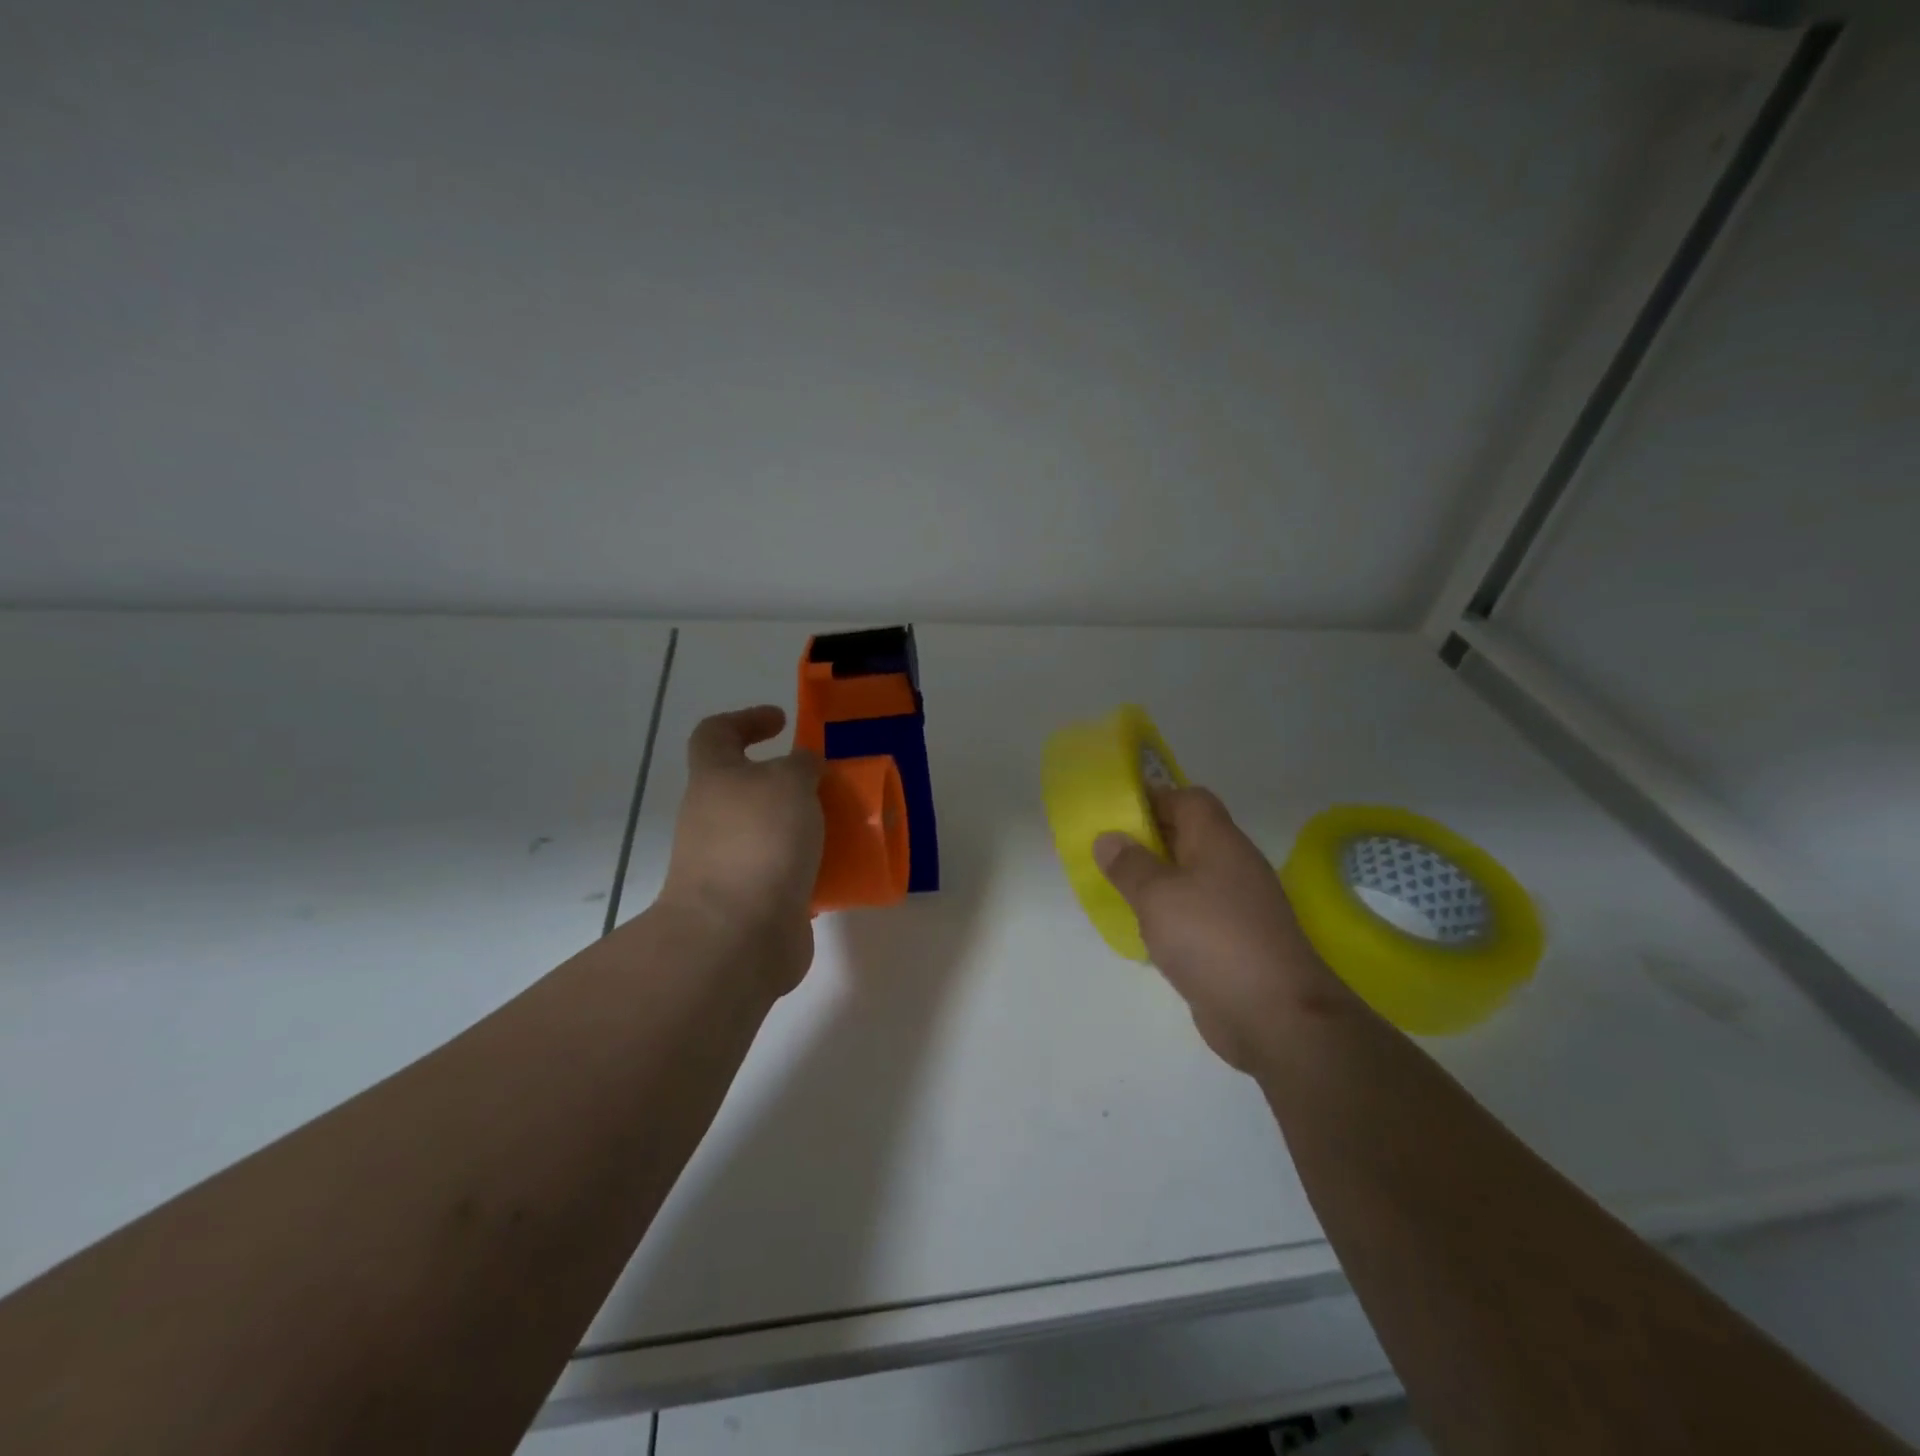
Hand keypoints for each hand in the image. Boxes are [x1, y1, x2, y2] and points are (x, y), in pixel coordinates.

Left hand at [659, 706, 824, 996]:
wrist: (735, 935)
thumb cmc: (760, 842)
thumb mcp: (790, 783)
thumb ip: (802, 765)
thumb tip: (803, 766)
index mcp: (715, 779)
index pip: (716, 733)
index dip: (746, 720)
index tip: (783, 722)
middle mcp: (714, 818)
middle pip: (747, 787)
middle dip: (788, 782)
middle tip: (828, 782)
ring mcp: (728, 863)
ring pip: (769, 831)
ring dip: (803, 826)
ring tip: (845, 826)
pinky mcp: (750, 900)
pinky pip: (783, 872)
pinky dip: (809, 867)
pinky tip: (840, 869)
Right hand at [1095, 787, 1353, 1072]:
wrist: (1275, 1015)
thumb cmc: (1212, 938)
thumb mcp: (1158, 895)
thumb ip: (1129, 865)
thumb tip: (1108, 838)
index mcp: (1218, 841)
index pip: (1188, 799)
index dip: (1153, 798)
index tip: (1115, 814)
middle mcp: (1232, 865)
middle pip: (1188, 836)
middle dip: (1147, 840)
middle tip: (1107, 853)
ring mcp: (1237, 906)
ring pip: (1189, 877)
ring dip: (1156, 880)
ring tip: (1117, 889)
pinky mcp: (1234, 942)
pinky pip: (1195, 913)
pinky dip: (1169, 915)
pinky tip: (1144, 931)